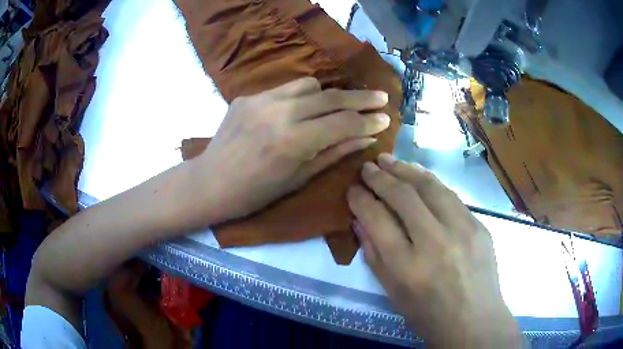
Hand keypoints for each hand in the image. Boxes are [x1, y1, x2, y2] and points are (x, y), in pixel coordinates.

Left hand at [194, 77, 389, 223]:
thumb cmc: (256, 193)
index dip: (368, 121)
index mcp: (293, 141)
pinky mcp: (247, 96)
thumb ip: (335, 153)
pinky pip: (285, 89)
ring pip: (309, 85)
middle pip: (331, 97)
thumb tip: (367, 138)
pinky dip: (302, 96)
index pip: (343, 123)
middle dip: (361, 98)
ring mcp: (260, 100)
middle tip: (381, 98)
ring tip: (340, 105)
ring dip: (329, 94)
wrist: (211, 182)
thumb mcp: (300, 178)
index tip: (386, 119)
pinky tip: (303, 108)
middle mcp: (279, 113)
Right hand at [347, 154, 520, 347]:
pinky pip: (451, 196)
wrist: (475, 321)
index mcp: (408, 268)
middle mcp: (435, 243)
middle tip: (367, 167)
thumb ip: (375, 256)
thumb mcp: (393, 294)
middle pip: (403, 197)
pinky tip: (419, 175)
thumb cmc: (429, 315)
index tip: (353, 189)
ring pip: (430, 187)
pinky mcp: (479, 226)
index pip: (377, 220)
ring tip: (388, 160)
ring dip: (406, 170)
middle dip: (380, 177)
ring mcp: (462, 230)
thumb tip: (360, 222)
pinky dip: (430, 181)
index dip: (361, 200)